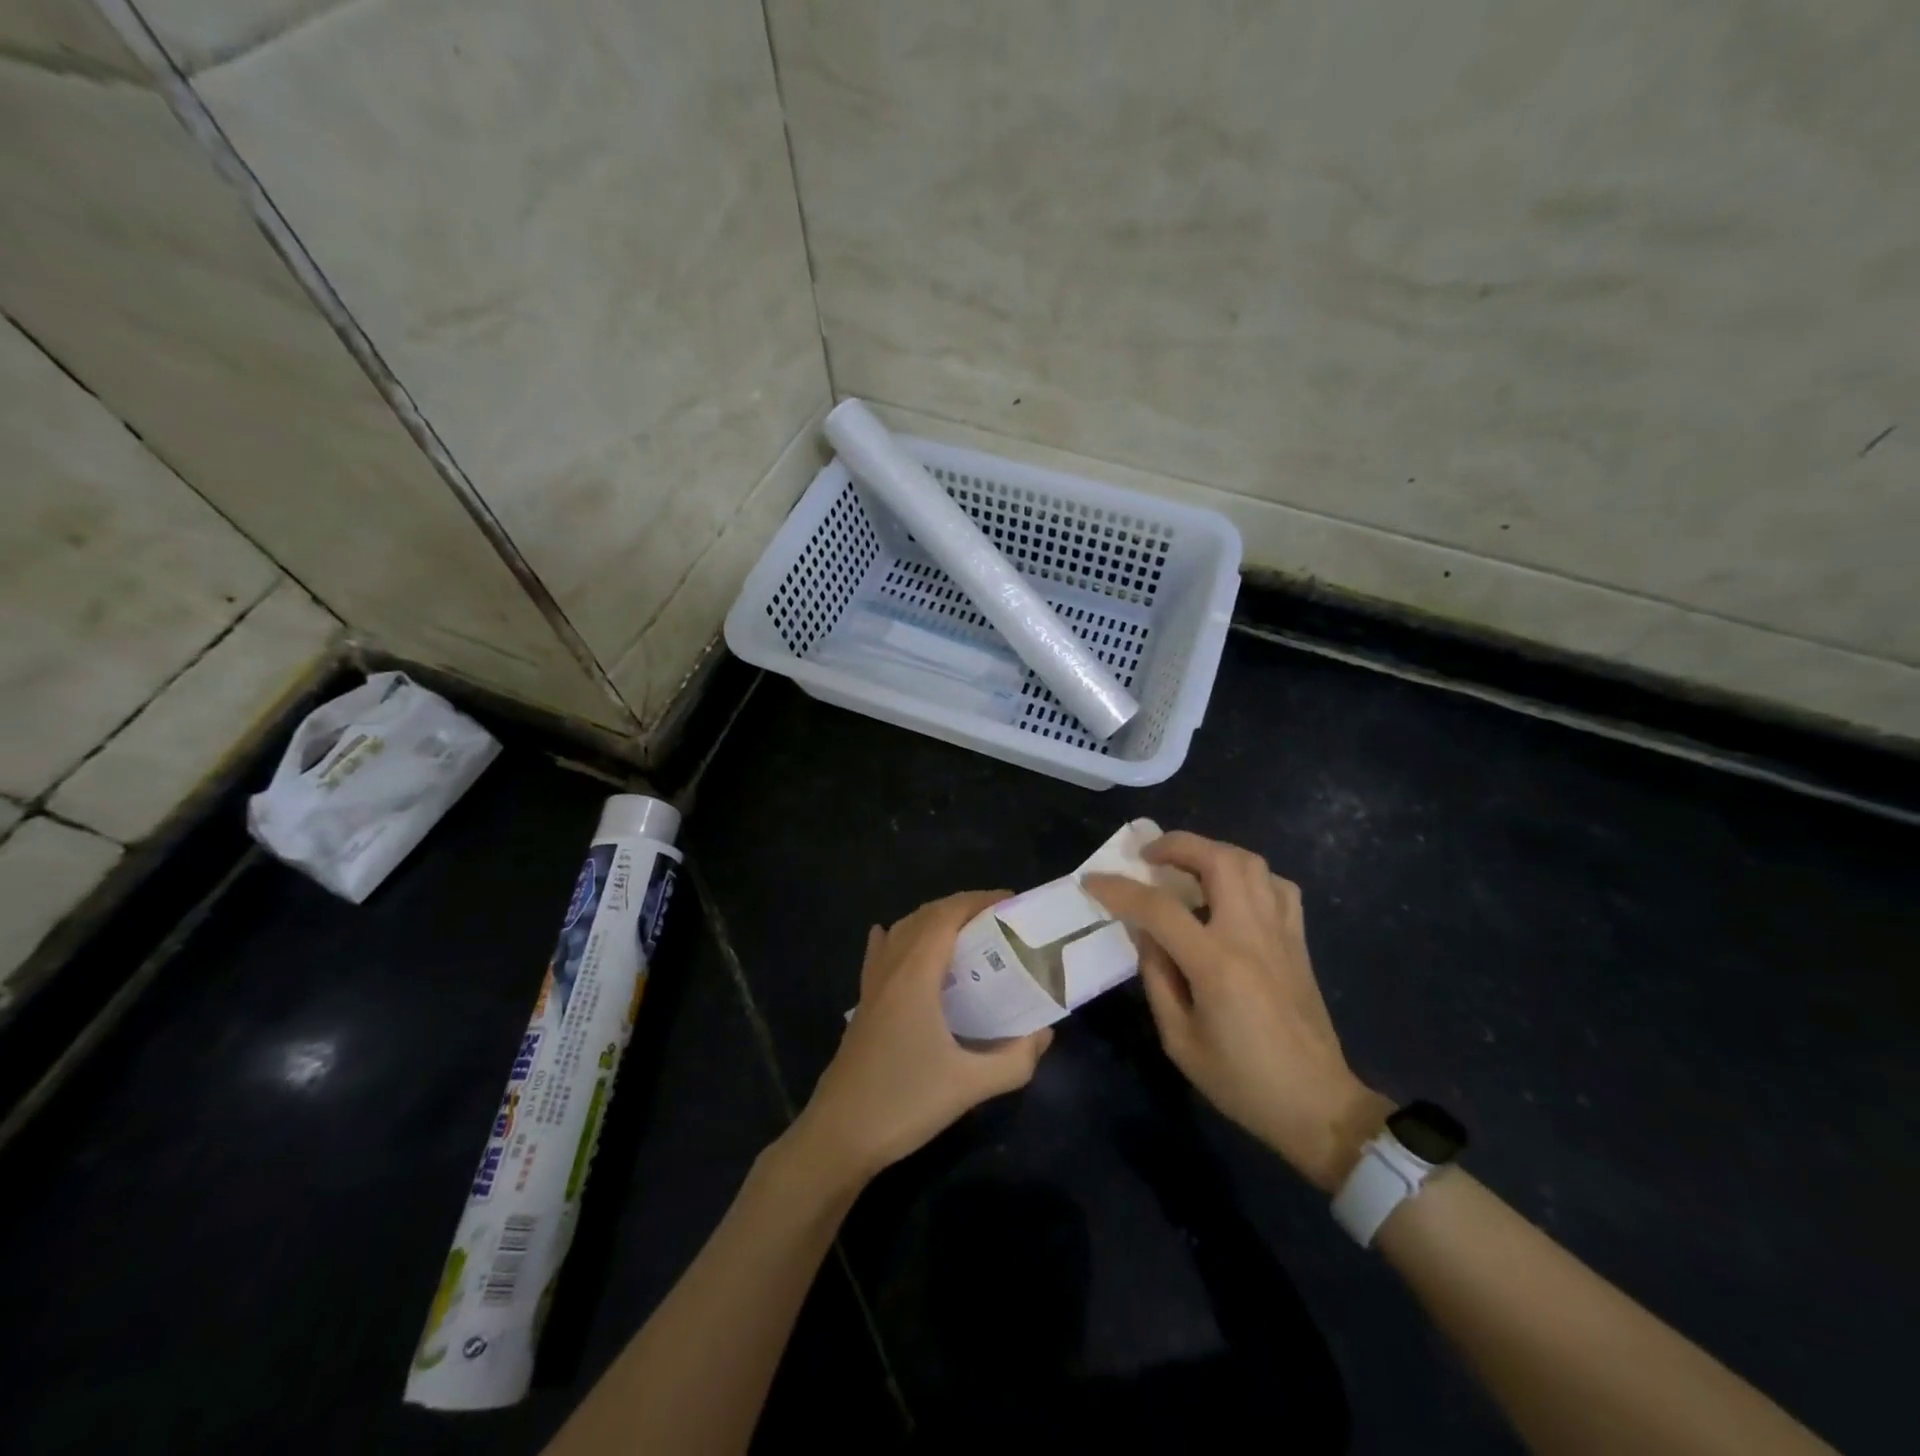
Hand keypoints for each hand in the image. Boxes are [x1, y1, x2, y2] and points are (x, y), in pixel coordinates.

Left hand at [789, 890, 1053, 1184]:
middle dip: (962, 907)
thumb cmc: (904, 1103)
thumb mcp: (970, 1085)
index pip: (947, 916)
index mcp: (915, 975)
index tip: (1011, 902)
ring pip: (902, 931)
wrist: (839, 1136)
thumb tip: (1045, 1033)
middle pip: (925, 916)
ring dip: (933, 920)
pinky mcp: (863, 1005)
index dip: (979, 900)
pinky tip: (895, 939)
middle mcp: (891, 968)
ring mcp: (872, 986)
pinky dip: (897, 938)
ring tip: (967, 932)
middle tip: (998, 918)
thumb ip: (1015, 1059)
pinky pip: (880, 953)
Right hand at [1086, 832, 1388, 1192]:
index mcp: (1217, 964)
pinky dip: (1249, 875)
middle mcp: (1251, 935)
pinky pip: (1276, 886)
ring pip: (1250, 863)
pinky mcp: (1298, 940)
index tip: (1093, 881)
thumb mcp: (1179, 1040)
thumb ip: (1157, 978)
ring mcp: (1281, 933)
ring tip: (1185, 866)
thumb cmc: (1241, 1081)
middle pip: (1218, 860)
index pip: (1159, 908)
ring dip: (1211, 852)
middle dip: (1176, 845)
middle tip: (1148, 856)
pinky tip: (1231, 892)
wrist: (1317, 1104)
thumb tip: (1147, 934)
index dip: (1120, 889)